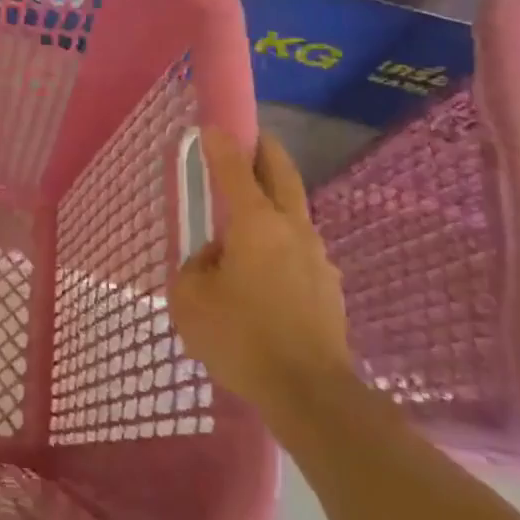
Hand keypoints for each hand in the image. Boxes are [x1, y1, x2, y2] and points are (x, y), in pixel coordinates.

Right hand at [169, 128, 353, 410]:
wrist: (310, 394)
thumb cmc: (241, 338)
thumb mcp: (191, 300)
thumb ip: (195, 268)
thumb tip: (214, 260)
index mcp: (255, 224)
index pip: (235, 170)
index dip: (221, 145)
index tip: (211, 126)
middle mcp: (292, 230)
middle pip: (282, 176)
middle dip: (266, 151)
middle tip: (252, 139)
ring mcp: (317, 258)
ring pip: (293, 214)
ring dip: (273, 202)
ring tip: (247, 219)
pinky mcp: (328, 287)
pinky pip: (298, 250)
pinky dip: (280, 243)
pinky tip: (264, 270)